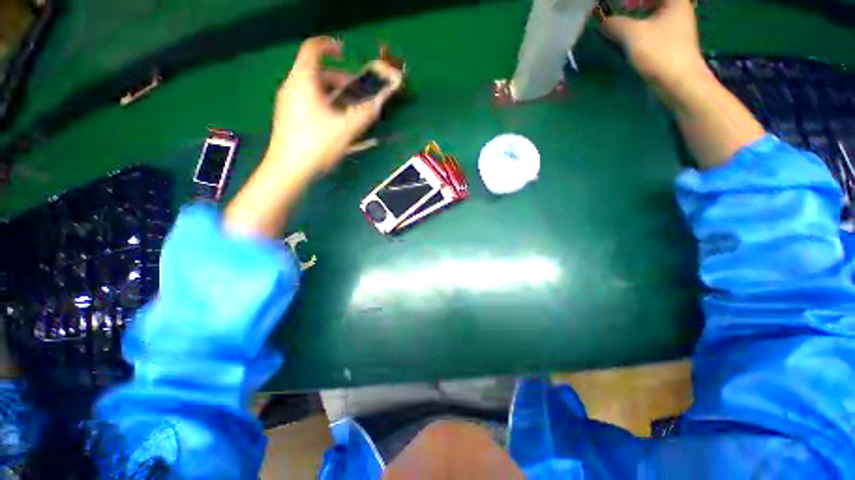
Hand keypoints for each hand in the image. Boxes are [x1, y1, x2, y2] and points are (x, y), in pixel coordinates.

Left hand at [265, 36, 397, 177]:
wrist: (288, 170)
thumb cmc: (316, 145)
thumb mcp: (346, 129)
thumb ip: (365, 113)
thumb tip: (381, 101)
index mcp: (303, 81)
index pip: (313, 49)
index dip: (329, 46)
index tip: (345, 51)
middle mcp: (292, 87)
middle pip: (315, 72)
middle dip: (338, 78)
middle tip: (356, 91)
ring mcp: (287, 103)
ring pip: (312, 88)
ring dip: (332, 93)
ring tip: (349, 109)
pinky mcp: (288, 117)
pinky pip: (307, 101)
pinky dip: (323, 103)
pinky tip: (335, 122)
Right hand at [601, 0, 708, 92]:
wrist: (679, 84)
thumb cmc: (660, 54)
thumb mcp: (632, 35)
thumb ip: (615, 25)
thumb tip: (604, 23)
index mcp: (675, 1)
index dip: (632, 0)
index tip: (619, 5)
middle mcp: (677, 10)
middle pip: (652, 3)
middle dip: (632, 6)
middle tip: (616, 12)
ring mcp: (675, 28)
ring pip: (651, 16)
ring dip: (634, 19)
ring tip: (617, 28)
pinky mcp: (670, 44)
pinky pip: (651, 30)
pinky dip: (638, 32)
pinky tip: (627, 41)